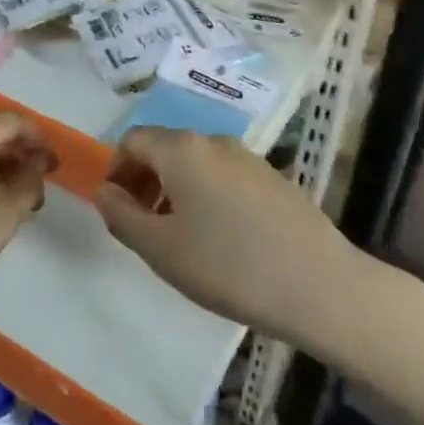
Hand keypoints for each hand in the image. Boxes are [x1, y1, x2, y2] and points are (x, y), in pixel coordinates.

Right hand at [94, 128, 359, 346]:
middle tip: (143, 227)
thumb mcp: (161, 249)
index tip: (118, 211)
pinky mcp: (273, 177)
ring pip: (195, 163)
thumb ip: (122, 215)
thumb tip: (105, 191)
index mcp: (182, 149)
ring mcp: (248, 156)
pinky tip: (221, 240)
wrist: (318, 284)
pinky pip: (224, 175)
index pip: (133, 140)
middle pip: (164, 147)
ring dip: (175, 190)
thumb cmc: (228, 266)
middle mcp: (214, 140)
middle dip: (145, 181)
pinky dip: (206, 195)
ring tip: (181, 238)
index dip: (117, 171)